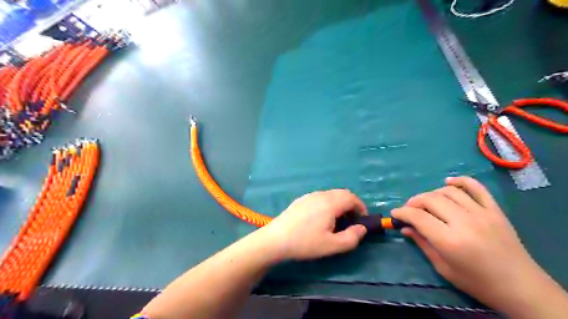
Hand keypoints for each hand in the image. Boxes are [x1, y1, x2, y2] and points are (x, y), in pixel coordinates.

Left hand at [260, 190, 367, 260]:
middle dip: (351, 205)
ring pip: (331, 195)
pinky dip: (328, 204)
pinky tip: (321, 218)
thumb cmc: (305, 243)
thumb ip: (352, 237)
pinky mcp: (301, 200)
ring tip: (337, 221)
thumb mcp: (332, 245)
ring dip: (340, 204)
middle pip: (342, 193)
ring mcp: (309, 196)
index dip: (361, 207)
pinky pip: (320, 197)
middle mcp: (321, 195)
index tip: (362, 221)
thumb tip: (362, 228)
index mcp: (330, 203)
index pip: (352, 197)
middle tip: (352, 221)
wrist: (276, 239)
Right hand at [393, 176, 560, 315]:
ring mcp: (482, 213)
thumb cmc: (477, 282)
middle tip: (409, 210)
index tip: (395, 214)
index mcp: (450, 240)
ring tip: (427, 203)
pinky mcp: (495, 210)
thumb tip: (405, 228)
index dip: (402, 213)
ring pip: (449, 192)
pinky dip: (460, 181)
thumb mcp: (443, 267)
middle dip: (414, 202)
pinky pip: (476, 187)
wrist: (520, 286)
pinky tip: (448, 182)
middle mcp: (464, 222)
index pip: (418, 217)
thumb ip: (422, 244)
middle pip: (431, 199)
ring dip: (432, 194)